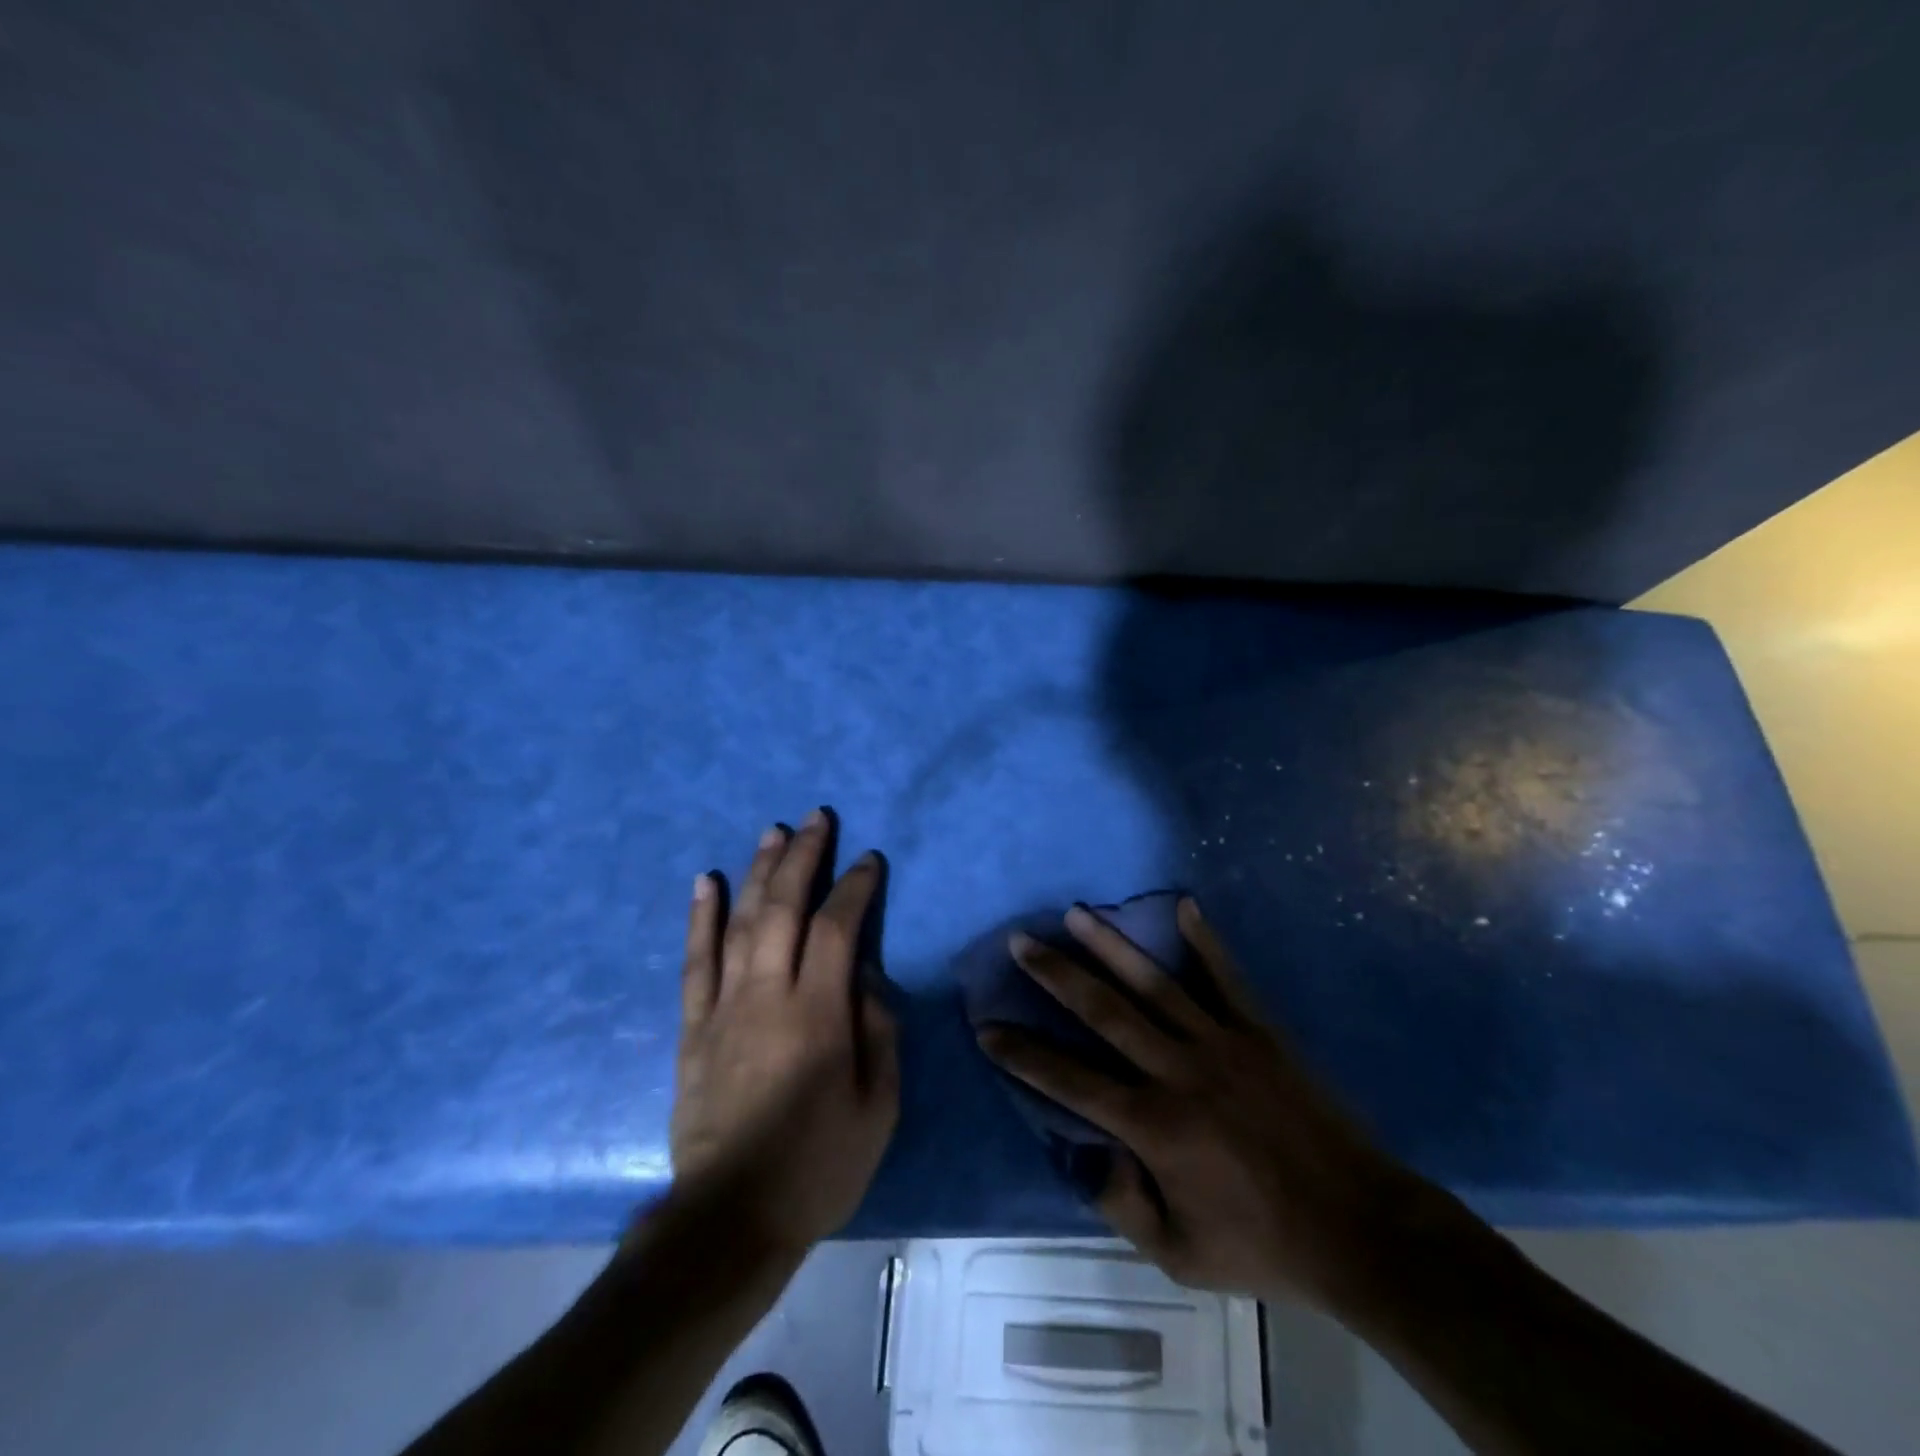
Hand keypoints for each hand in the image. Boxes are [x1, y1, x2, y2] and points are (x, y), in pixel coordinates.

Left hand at [669, 810, 898, 1255]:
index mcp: (818, 1015)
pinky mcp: (693, 1028)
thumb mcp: (878, 1108)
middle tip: (817, 818)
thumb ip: (880, 1033)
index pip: (838, 928)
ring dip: (758, 871)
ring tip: (772, 831)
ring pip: (740, 922)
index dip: (854, 887)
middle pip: (784, 909)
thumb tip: (870, 978)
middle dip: (803, 857)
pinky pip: (694, 961)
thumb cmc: (818, 1166)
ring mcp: (724, 1008)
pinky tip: (706, 881)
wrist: (729, 1220)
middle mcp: (768, 996)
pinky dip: (700, 917)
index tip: (868, 860)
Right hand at [978, 899, 1437, 1311]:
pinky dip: (1204, 941)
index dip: (1023, 1054)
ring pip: (1154, 983)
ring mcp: (1220, 1043)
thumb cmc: (1262, 1245)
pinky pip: (1226, 977)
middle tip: (1020, 940)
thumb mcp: (1179, 1255)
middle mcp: (1177, 1070)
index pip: (1069, 1080)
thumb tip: (1084, 1153)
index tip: (987, 1027)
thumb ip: (1121, 1204)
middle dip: (1056, 974)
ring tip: (1077, 911)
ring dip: (1110, 945)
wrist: (1360, 1229)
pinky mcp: (1259, 1031)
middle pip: (1103, 1011)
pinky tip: (1184, 904)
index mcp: (1153, 1126)